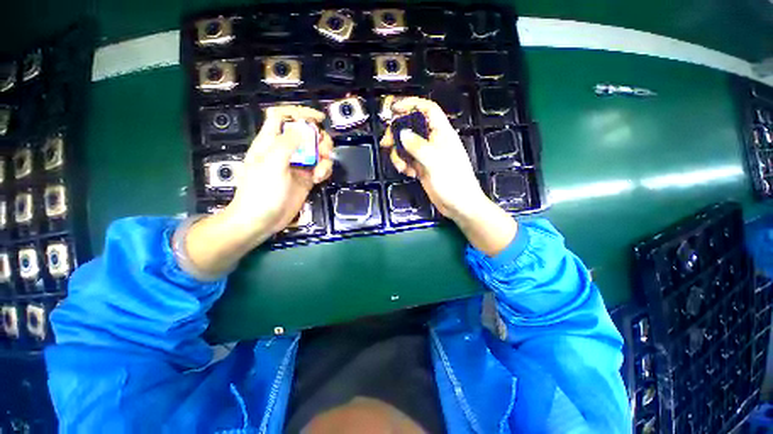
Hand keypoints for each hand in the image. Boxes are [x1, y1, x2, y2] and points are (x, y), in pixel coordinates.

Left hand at [182, 106, 332, 278]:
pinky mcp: (306, 179)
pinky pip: (320, 168)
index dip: (299, 113)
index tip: (318, 119)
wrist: (262, 220)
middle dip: (319, 139)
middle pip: (307, 134)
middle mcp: (286, 151)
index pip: (282, 117)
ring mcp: (298, 165)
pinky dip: (324, 170)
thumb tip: (303, 129)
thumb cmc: (261, 191)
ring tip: (321, 170)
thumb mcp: (272, 164)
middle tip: (324, 151)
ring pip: (317, 151)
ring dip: (325, 157)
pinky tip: (319, 179)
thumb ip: (287, 144)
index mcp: (271, 142)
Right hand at [380, 97, 488, 220]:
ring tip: (401, 166)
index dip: (411, 104)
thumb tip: (401, 133)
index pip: (427, 109)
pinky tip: (408, 173)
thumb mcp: (434, 161)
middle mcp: (433, 141)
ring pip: (407, 145)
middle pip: (411, 127)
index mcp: (441, 133)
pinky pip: (408, 159)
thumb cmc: (452, 180)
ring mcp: (427, 155)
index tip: (394, 108)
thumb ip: (417, 146)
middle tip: (386, 143)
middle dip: (397, 133)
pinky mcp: (422, 167)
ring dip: (399, 154)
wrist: (458, 204)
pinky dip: (404, 164)